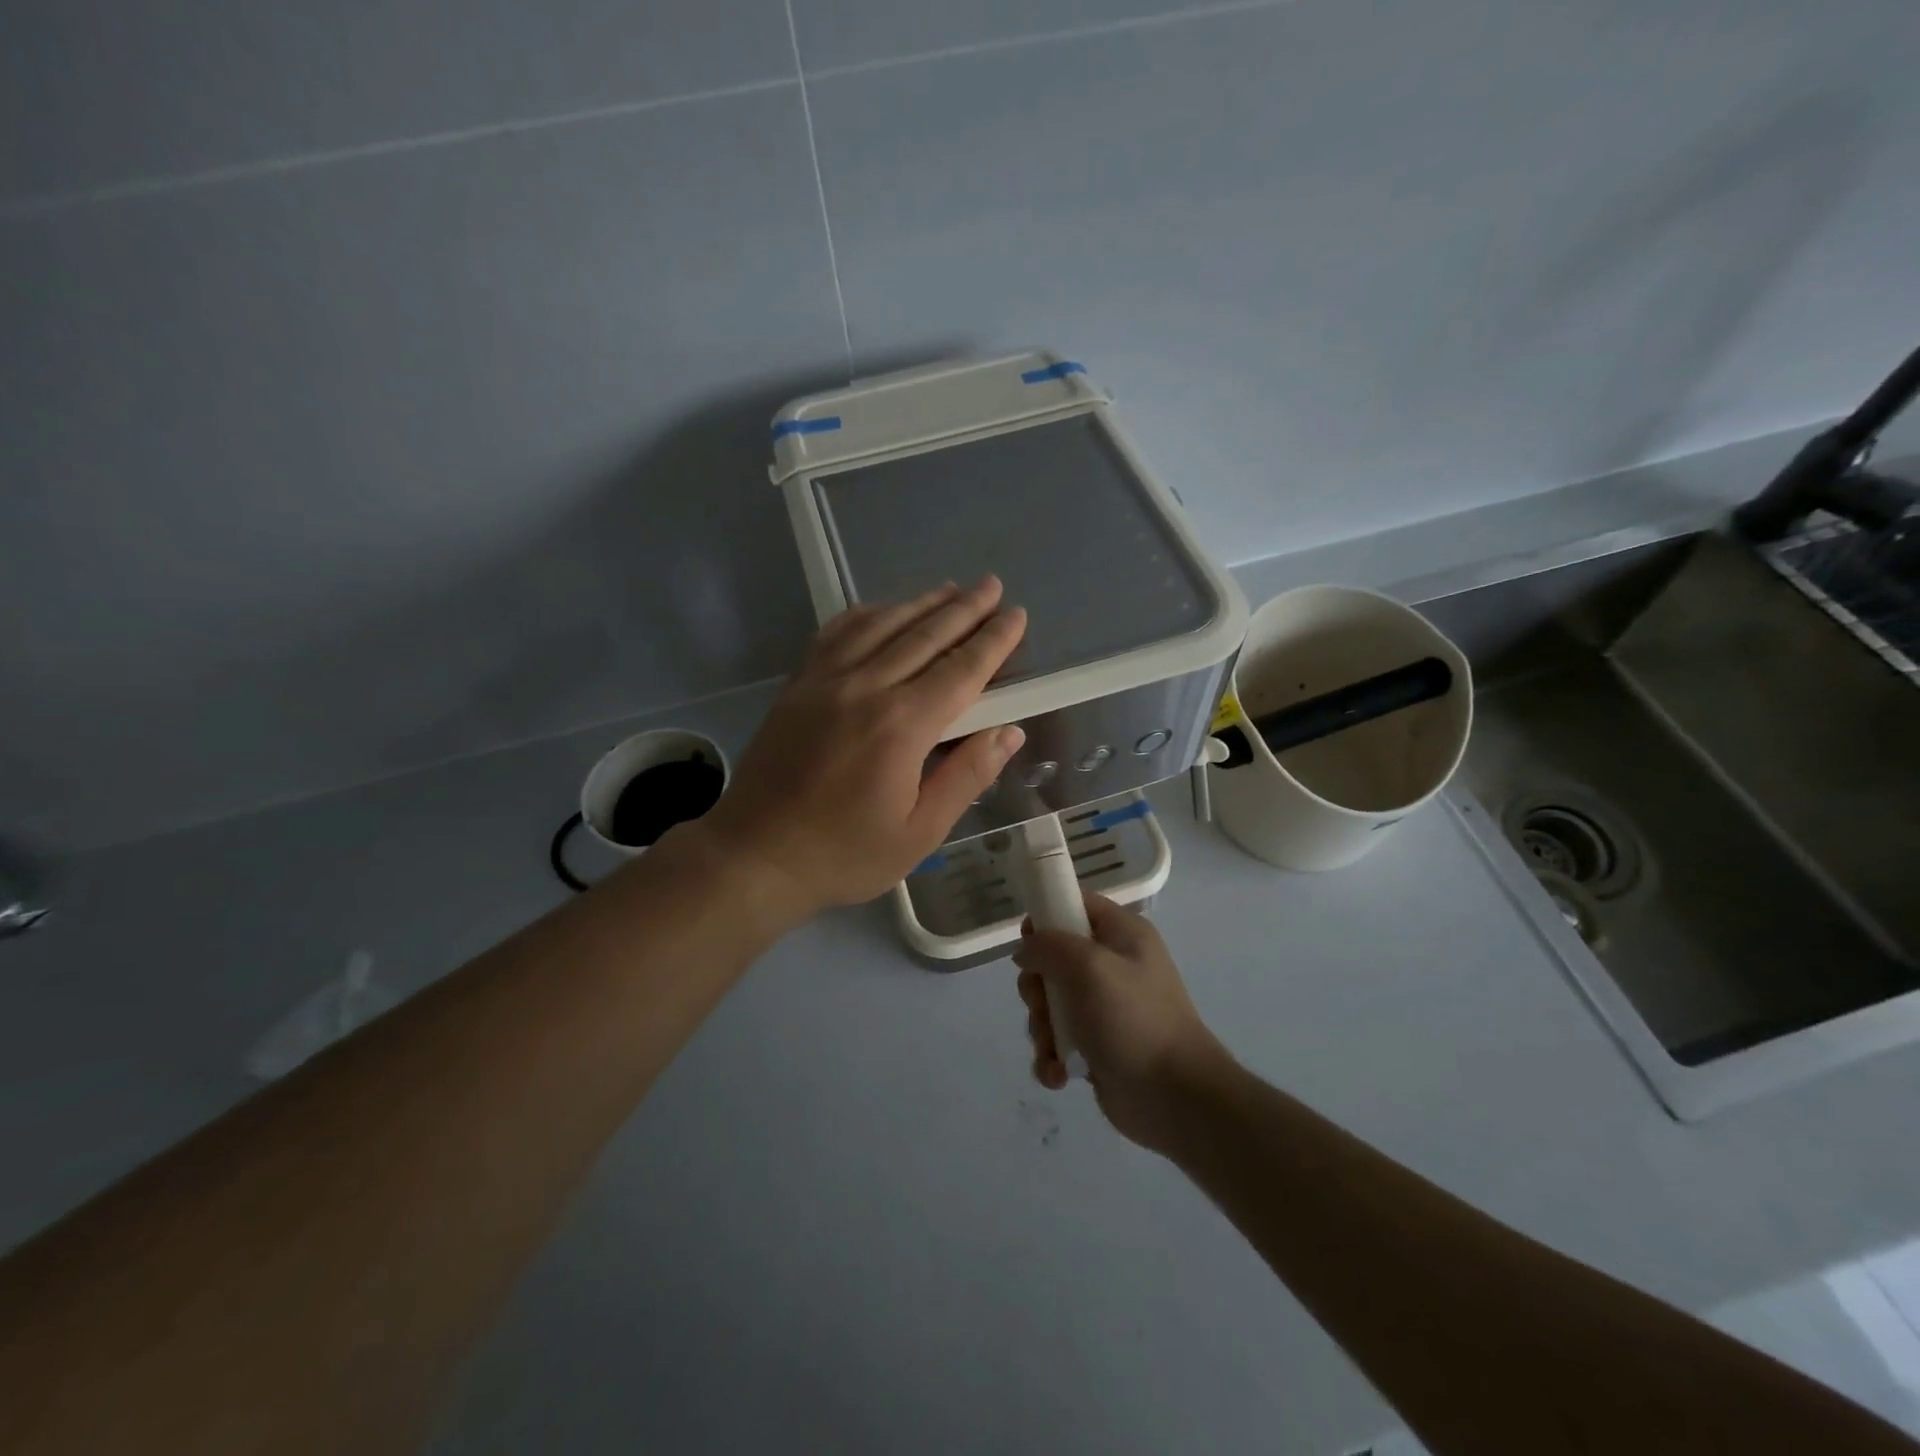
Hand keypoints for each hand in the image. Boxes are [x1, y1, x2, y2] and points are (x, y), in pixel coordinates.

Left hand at [698, 577, 1027, 918]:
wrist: (755, 855)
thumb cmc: (843, 853)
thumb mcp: (919, 833)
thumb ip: (966, 777)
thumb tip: (1009, 732)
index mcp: (901, 726)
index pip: (961, 670)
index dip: (993, 641)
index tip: (1017, 615)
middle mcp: (865, 688)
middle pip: (925, 635)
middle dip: (964, 608)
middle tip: (992, 585)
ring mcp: (826, 680)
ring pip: (882, 625)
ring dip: (921, 603)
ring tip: (951, 588)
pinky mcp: (798, 684)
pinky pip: (837, 633)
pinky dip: (867, 614)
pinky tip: (883, 609)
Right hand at [1014, 893, 1230, 1154]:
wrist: (1176, 1098)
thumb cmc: (1133, 1019)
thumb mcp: (1089, 966)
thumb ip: (1049, 946)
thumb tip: (1026, 951)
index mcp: (1122, 934)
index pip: (1076, 904)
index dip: (1046, 916)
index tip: (1027, 944)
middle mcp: (1113, 965)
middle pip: (1053, 958)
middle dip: (1037, 986)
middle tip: (1042, 1004)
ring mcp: (1105, 1009)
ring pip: (1050, 1003)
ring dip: (1042, 1028)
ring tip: (1055, 1049)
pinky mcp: (1097, 1047)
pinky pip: (1058, 1042)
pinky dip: (1052, 1057)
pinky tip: (1059, 1074)